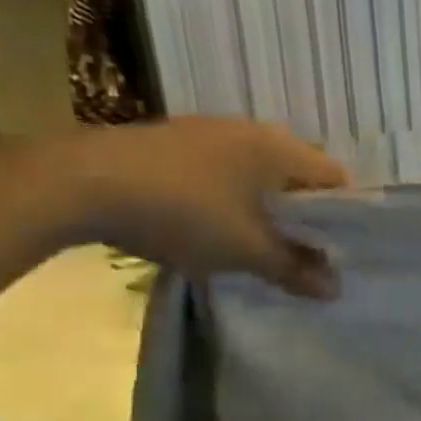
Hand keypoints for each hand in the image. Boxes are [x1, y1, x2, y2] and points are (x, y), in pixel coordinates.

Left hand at [43, 119, 350, 296]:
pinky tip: (212, 224)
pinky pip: (224, 170)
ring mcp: (208, 131)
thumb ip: (295, 269)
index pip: (336, 178)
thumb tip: (335, 290)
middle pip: (298, 175)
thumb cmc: (182, 212)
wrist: (76, 183)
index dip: (344, 216)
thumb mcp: (246, 251)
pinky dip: (231, 197)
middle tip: (300, 253)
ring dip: (265, 207)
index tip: (336, 251)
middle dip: (304, 215)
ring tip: (257, 243)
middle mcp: (251, 130)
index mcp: (280, 149)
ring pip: (258, 173)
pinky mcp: (173, 141)